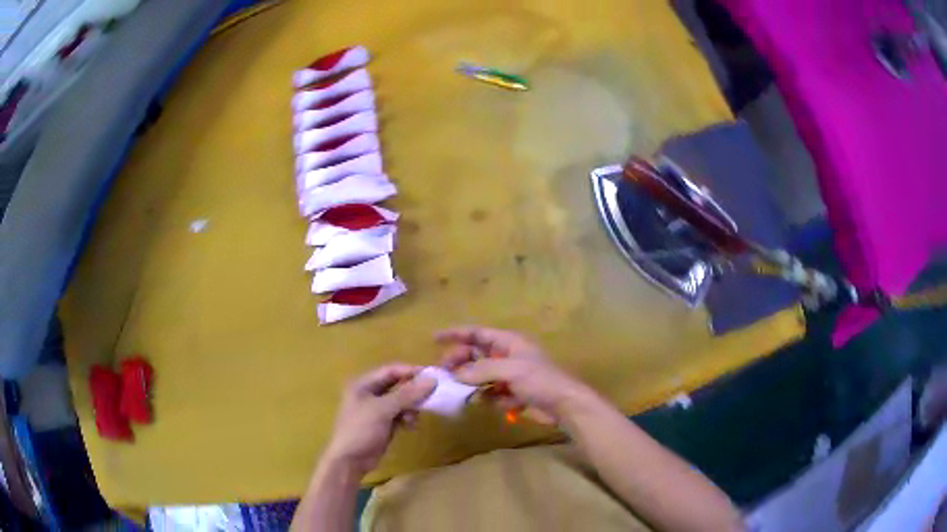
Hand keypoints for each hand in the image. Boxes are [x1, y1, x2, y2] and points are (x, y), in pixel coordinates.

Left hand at [322, 364, 435, 476]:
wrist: (350, 461)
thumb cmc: (361, 430)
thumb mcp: (383, 410)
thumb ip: (407, 394)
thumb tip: (432, 379)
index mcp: (363, 384)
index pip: (391, 371)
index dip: (410, 371)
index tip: (432, 376)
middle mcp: (369, 393)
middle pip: (396, 385)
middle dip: (413, 391)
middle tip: (431, 395)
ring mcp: (376, 410)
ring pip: (400, 401)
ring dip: (411, 407)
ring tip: (415, 417)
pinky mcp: (383, 424)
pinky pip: (399, 415)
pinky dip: (407, 418)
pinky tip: (411, 426)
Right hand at [436, 326, 594, 423]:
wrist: (564, 406)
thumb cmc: (540, 381)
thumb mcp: (510, 370)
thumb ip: (480, 370)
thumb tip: (455, 375)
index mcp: (508, 342)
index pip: (477, 333)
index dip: (456, 333)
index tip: (434, 339)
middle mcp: (506, 356)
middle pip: (475, 355)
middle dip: (459, 362)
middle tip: (443, 374)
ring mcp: (509, 376)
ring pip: (480, 376)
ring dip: (470, 383)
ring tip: (459, 391)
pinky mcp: (512, 394)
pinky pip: (490, 393)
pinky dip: (486, 397)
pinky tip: (487, 403)